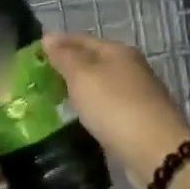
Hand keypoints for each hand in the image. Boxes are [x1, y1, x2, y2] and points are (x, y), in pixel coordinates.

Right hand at [42, 33, 189, 188]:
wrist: (155, 151)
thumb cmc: (115, 107)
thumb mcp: (82, 77)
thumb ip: (64, 57)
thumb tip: (49, 37)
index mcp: (118, 51)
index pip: (82, 39)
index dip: (58, 42)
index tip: (34, 50)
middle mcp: (131, 68)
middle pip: (94, 60)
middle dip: (68, 65)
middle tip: (39, 75)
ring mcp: (137, 94)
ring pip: (101, 83)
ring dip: (80, 87)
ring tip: (54, 96)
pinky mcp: (139, 119)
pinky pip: (107, 105)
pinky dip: (91, 106)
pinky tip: (80, 115)